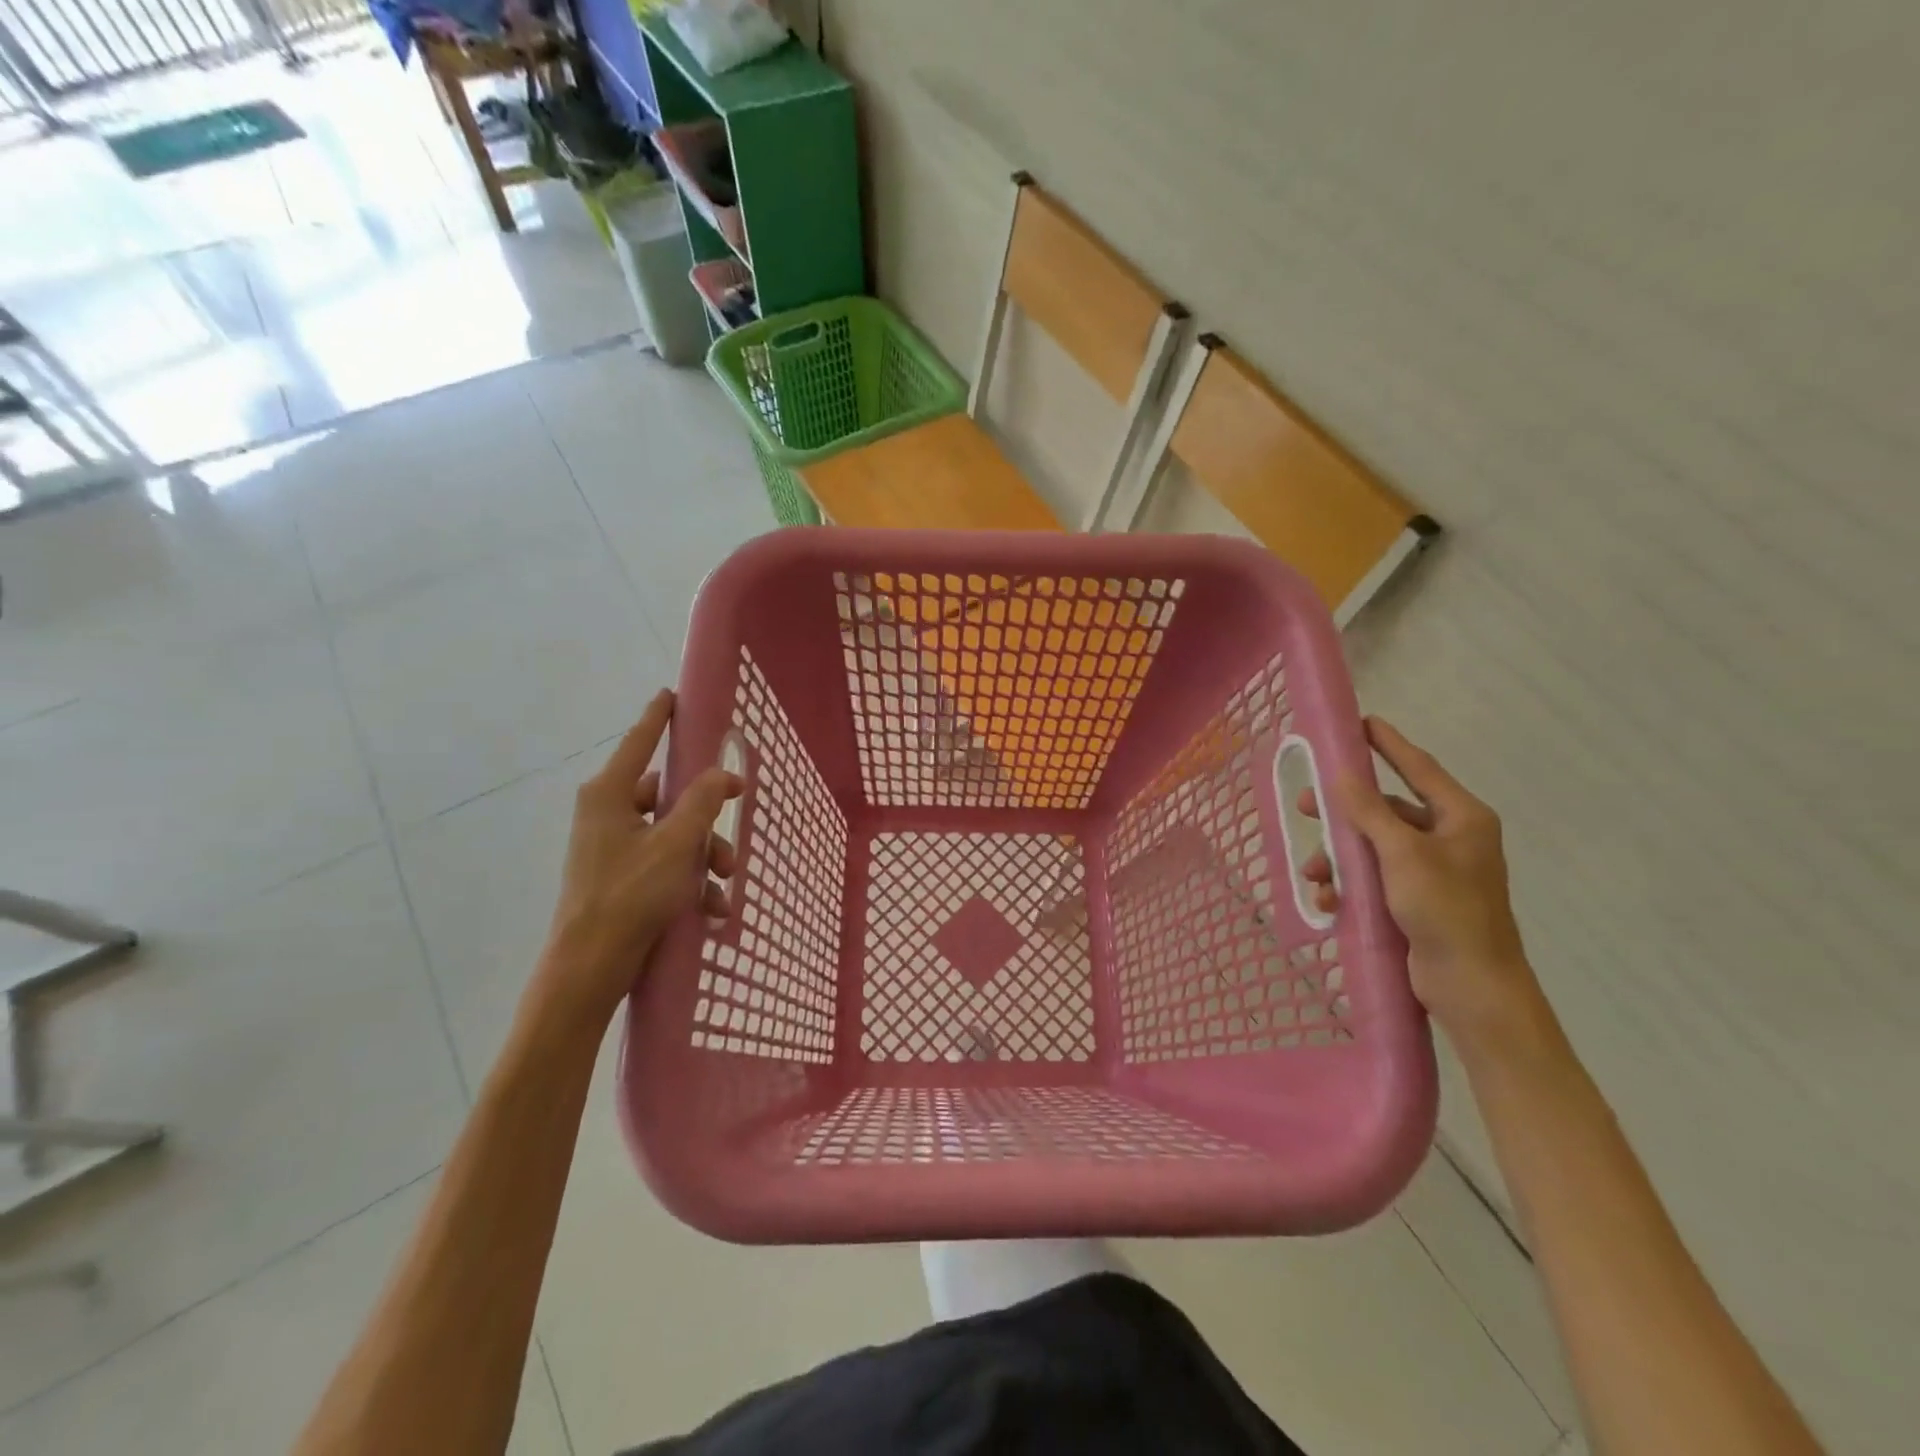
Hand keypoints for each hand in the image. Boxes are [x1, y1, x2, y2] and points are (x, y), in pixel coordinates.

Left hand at [536, 691, 740, 1025]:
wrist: (590, 968)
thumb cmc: (629, 895)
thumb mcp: (675, 844)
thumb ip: (702, 802)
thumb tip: (724, 775)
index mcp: (610, 794)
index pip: (640, 741)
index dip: (659, 717)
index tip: (670, 695)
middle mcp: (607, 813)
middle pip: (669, 797)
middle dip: (706, 822)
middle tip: (729, 845)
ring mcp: (612, 846)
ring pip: (673, 834)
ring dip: (704, 857)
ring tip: (722, 886)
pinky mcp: (620, 877)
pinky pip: (664, 864)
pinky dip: (690, 881)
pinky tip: (712, 908)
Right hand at [1300, 716, 1550, 1056]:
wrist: (1471, 987)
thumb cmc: (1446, 911)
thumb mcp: (1402, 855)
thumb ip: (1370, 812)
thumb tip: (1342, 776)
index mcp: (1460, 818)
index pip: (1419, 767)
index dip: (1388, 744)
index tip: (1361, 722)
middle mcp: (1449, 838)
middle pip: (1387, 809)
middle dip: (1344, 812)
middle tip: (1306, 806)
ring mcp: (1432, 871)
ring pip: (1373, 846)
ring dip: (1340, 857)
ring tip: (1314, 873)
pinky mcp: (1416, 900)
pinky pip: (1374, 877)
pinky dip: (1349, 884)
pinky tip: (1329, 900)